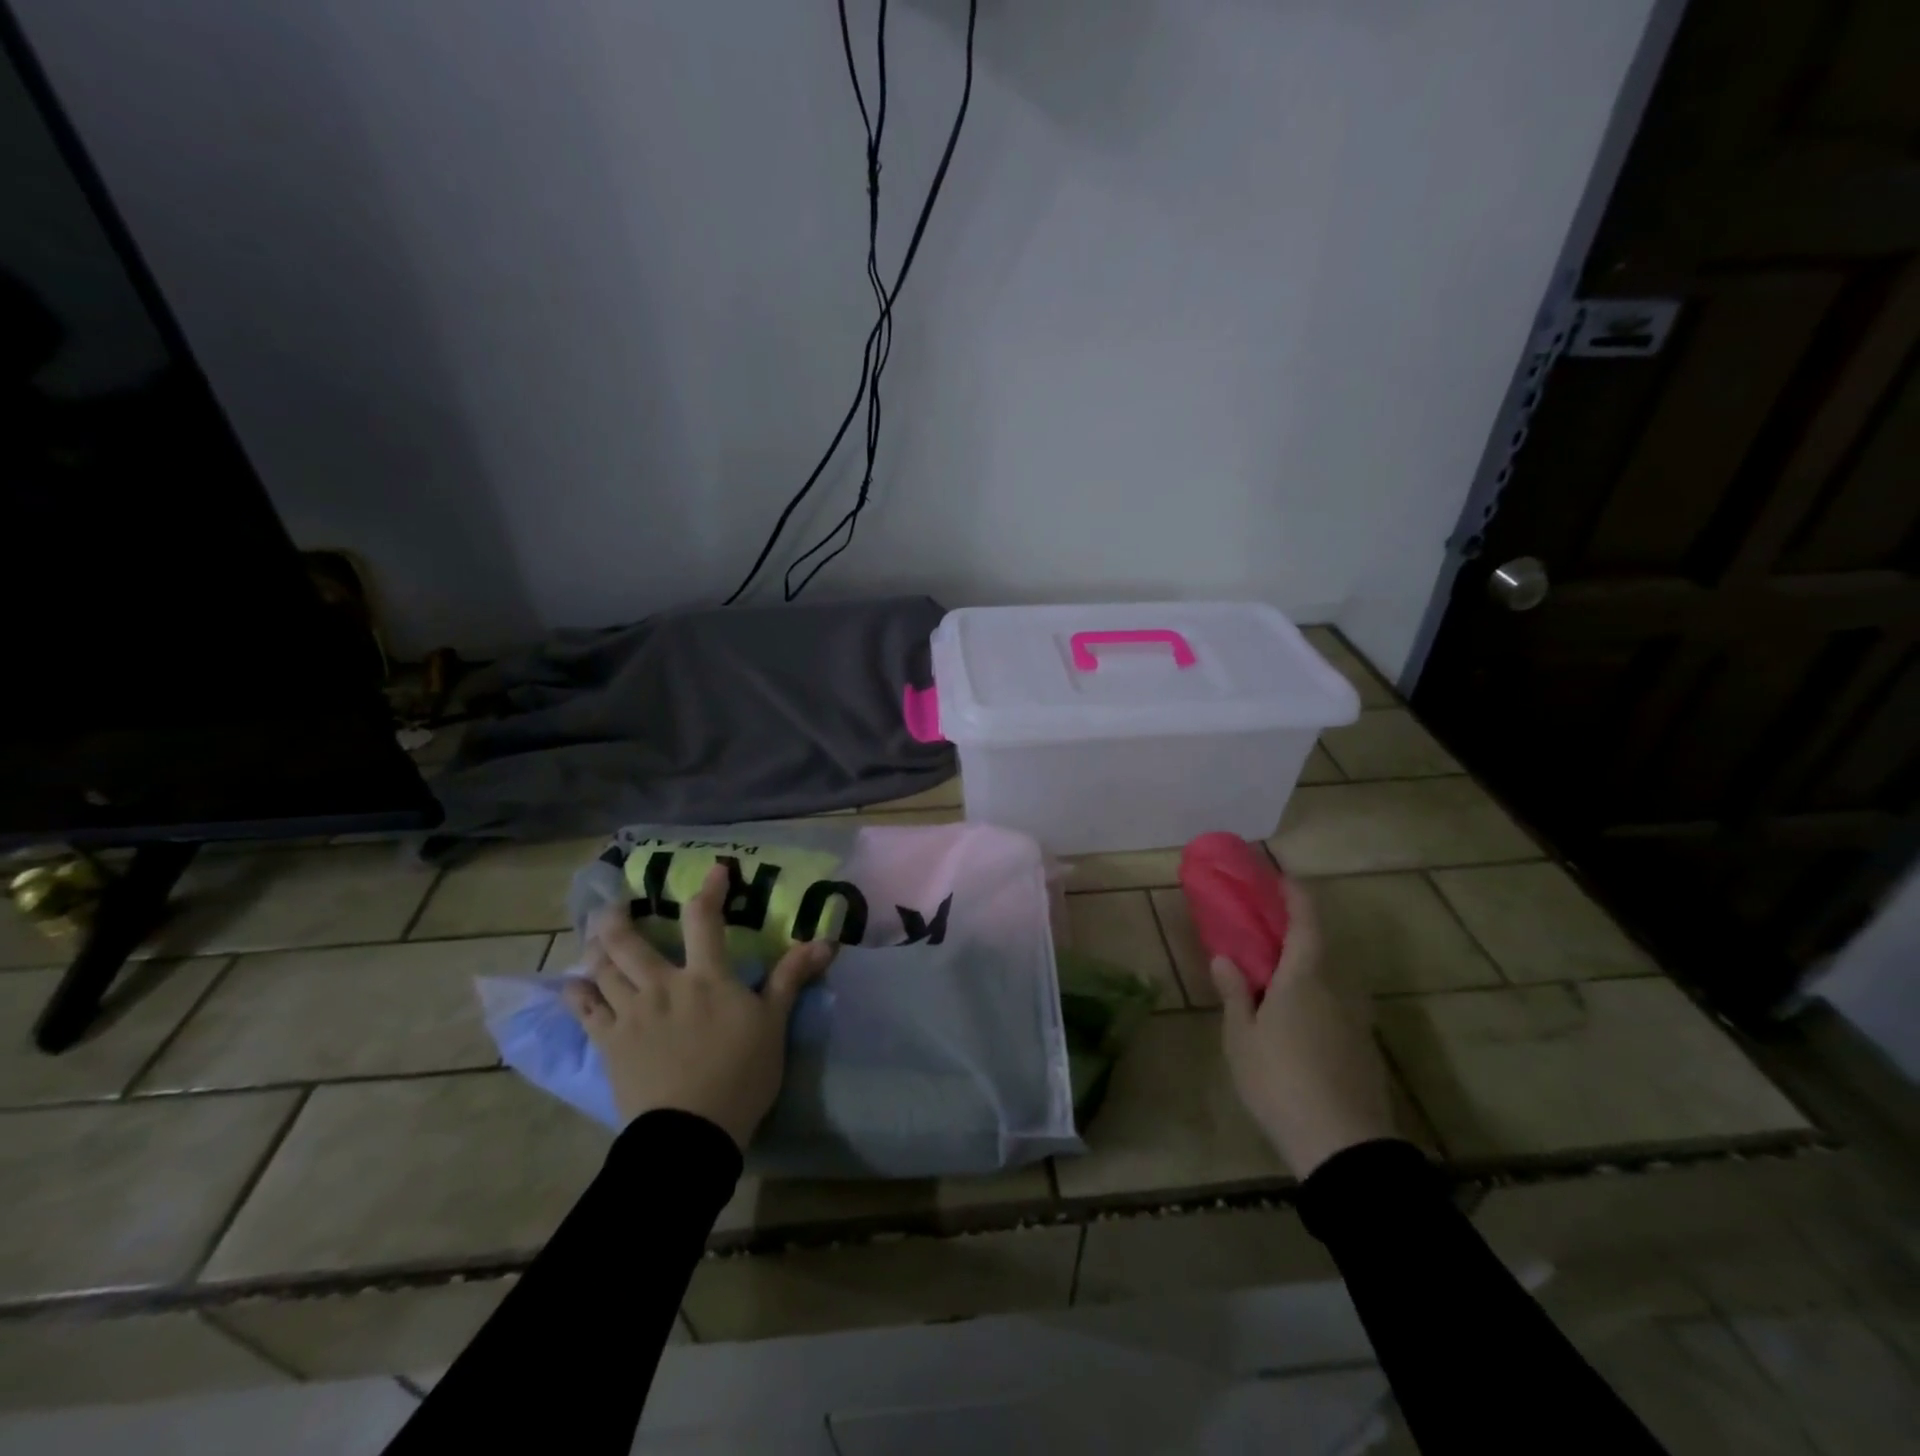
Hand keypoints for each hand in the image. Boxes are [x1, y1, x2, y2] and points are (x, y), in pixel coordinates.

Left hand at [562, 863, 832, 1148]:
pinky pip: (584, 1011)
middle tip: (612, 906)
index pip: (704, 919)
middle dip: (618, 919)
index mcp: (705, 977)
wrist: (691, 1132)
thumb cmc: (741, 1074)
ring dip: (595, 950)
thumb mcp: (774, 1024)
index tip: (715, 870)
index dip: (708, 890)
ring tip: (593, 939)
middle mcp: (662, 985)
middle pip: (629, 942)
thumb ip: (791, 978)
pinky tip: (571, 985)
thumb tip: (825, 942)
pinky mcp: (609, 1044)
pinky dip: (576, 994)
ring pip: (602, 971)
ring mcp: (630, 1014)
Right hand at [1210, 872, 1395, 1178]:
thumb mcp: (1241, 1037)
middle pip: (1321, 945)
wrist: (1343, 1147)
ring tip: (1274, 973)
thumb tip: (1225, 957)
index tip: (1279, 876)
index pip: (1307, 919)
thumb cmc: (1280, 1080)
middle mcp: (1338, 987)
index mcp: (1306, 976)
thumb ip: (1234, 992)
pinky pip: (1336, 1002)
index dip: (1295, 893)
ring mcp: (1356, 1018)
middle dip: (1295, 929)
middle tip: (1263, 929)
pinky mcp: (1363, 1046)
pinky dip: (1315, 992)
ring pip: (1330, 976)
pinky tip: (1294, 1015)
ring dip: (1305, 963)